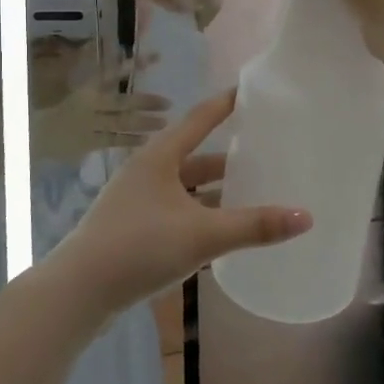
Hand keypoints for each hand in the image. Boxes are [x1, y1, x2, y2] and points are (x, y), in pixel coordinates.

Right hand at [32, 59, 168, 162]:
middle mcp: (89, 105)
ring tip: (163, 121)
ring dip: (144, 122)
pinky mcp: (88, 143)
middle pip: (122, 102)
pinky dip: (130, 140)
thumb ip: (87, 64)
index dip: (133, 65)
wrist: (31, 133)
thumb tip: (102, 45)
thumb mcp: (64, 78)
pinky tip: (146, 139)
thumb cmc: (50, 104)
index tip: (155, 58)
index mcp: (84, 88)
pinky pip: (113, 141)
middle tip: (167, 102)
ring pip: (121, 123)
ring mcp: (90, 126)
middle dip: (146, 102)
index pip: (111, 73)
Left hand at [51, 90, 311, 317]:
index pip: (200, 119)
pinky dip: (200, 214)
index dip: (226, 104)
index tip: (251, 91)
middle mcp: (147, 171)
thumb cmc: (139, 247)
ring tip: (251, 193)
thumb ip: (253, 226)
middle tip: (265, 153)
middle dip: (228, 157)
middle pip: (195, 155)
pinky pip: (176, 211)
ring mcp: (137, 200)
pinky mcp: (133, 228)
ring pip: (185, 187)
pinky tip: (220, 232)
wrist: (78, 292)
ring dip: (214, 191)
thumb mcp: (202, 235)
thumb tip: (306, 217)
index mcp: (159, 157)